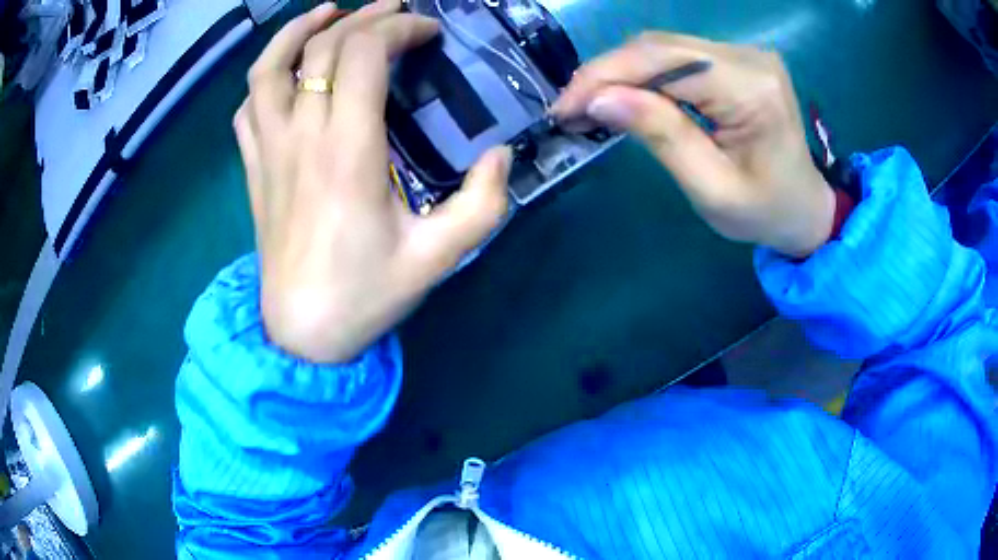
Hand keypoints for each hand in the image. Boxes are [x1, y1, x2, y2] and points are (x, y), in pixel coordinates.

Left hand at [235, 1, 510, 363]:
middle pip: (323, 47)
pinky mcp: (253, 168)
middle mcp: (300, 137)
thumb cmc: (365, 295)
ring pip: (268, 67)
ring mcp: (268, 150)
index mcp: (347, 151)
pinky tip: (286, 68)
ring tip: (328, 11)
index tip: (428, 33)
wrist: (302, 334)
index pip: (362, 54)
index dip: (398, 29)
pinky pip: (247, 106)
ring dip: (298, 30)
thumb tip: (498, 153)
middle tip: (395, 11)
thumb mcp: (439, 257)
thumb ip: (482, 202)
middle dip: (364, 17)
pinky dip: (266, 74)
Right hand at [552, 33, 834, 257]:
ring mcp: (744, 54)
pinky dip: (644, 75)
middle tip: (570, 109)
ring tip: (591, 105)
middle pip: (659, 46)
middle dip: (607, 74)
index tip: (564, 108)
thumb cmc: (765, 212)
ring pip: (662, 47)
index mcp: (751, 89)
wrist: (805, 208)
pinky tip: (626, 95)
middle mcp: (748, 57)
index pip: (663, 61)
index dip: (605, 77)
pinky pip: (677, 56)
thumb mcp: (711, 189)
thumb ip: (661, 136)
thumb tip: (600, 99)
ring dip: (621, 73)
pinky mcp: (736, 60)